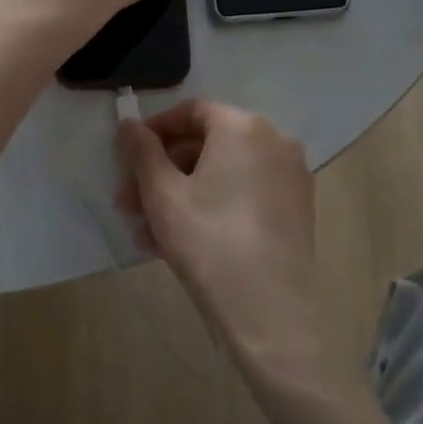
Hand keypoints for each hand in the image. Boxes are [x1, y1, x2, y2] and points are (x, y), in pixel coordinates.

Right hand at [116, 100, 359, 395]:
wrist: (269, 311)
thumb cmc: (208, 240)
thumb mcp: (162, 194)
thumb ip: (142, 151)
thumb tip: (128, 123)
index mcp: (243, 127)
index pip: (192, 112)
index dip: (154, 131)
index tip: (126, 157)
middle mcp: (275, 141)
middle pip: (207, 144)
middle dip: (162, 171)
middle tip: (128, 202)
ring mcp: (290, 176)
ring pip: (223, 174)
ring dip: (181, 194)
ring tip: (146, 232)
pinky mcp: (296, 209)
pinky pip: (244, 194)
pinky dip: (211, 206)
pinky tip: (177, 242)